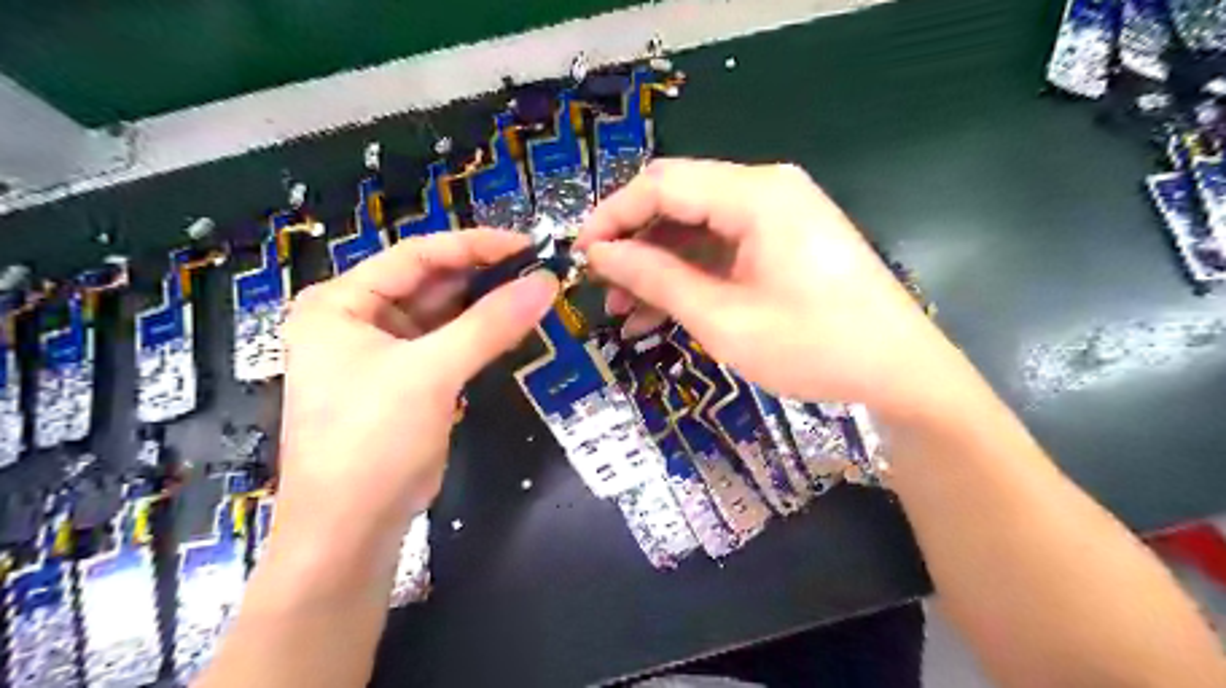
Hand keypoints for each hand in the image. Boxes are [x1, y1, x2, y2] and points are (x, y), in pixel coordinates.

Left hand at [277, 230, 556, 537]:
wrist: (351, 530)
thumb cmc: (372, 440)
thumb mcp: (431, 373)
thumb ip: (490, 324)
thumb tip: (546, 284)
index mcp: (342, 302)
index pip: (417, 255)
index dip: (474, 246)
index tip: (528, 246)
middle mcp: (358, 318)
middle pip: (430, 282)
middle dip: (484, 276)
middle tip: (539, 272)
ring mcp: (383, 351)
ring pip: (443, 314)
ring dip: (485, 306)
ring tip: (535, 295)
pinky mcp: (407, 381)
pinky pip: (448, 344)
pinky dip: (479, 336)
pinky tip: (512, 327)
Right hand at [576, 158, 966, 419]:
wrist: (899, 371)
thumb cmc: (813, 346)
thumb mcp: (723, 318)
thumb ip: (657, 278)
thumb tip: (601, 254)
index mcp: (755, 194)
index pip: (661, 184)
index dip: (612, 216)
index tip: (579, 254)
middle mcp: (765, 190)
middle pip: (678, 201)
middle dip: (633, 243)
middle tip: (599, 285)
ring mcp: (776, 216)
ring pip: (696, 229)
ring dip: (657, 266)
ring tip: (622, 310)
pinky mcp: (782, 242)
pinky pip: (722, 249)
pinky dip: (689, 276)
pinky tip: (659, 312)